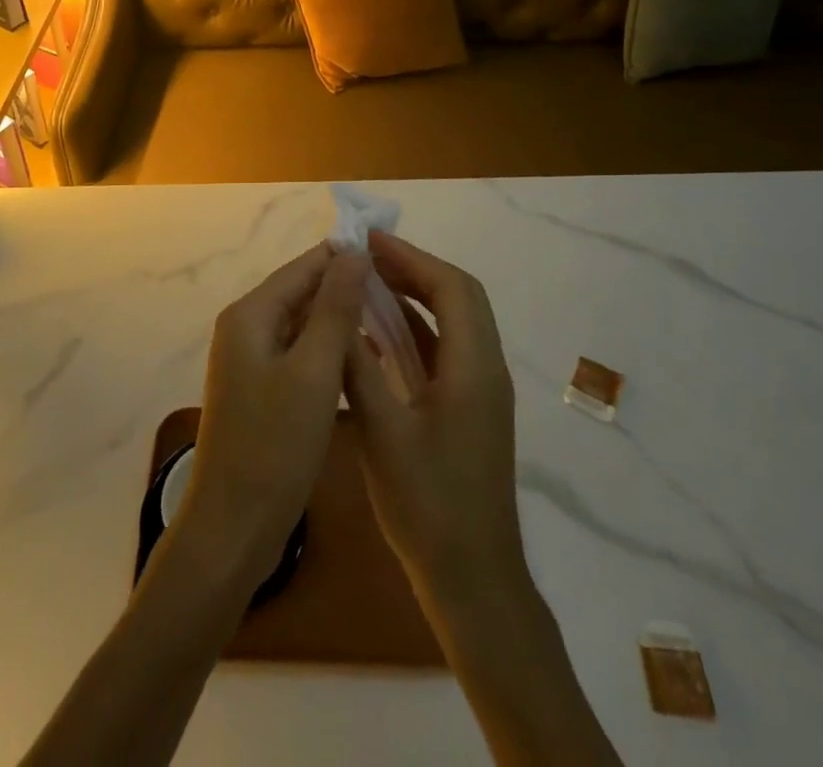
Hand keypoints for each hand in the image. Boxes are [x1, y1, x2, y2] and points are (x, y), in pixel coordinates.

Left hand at [176, 243, 366, 585]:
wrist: (233, 528)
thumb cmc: (275, 446)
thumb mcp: (314, 372)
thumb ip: (335, 308)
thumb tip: (354, 252)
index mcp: (250, 314)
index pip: (304, 266)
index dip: (346, 257)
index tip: (393, 258)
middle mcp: (245, 327)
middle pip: (302, 291)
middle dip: (345, 288)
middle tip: (399, 293)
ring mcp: (250, 359)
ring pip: (302, 323)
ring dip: (339, 320)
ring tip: (390, 319)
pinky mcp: (261, 388)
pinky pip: (299, 352)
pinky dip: (327, 349)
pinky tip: (361, 357)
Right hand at [344, 231, 524, 612]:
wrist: (473, 581)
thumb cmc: (428, 506)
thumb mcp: (382, 433)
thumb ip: (358, 368)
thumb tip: (336, 312)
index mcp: (474, 368)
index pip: (451, 288)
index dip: (411, 257)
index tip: (369, 241)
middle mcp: (486, 369)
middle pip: (458, 297)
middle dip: (413, 268)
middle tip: (366, 257)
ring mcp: (481, 391)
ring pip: (453, 322)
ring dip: (415, 297)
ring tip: (368, 283)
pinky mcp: (470, 409)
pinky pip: (445, 350)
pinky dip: (416, 330)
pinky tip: (378, 335)